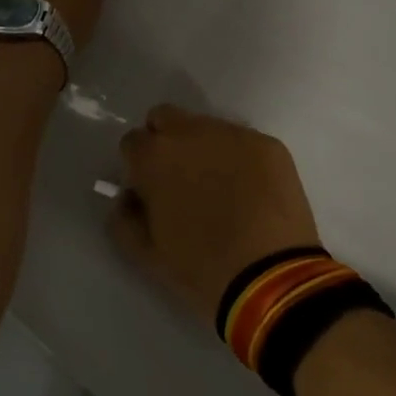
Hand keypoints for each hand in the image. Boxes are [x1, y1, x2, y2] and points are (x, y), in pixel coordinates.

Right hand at [111, 106, 322, 325]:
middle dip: (165, 141)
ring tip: (220, 187)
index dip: (138, 165)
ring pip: (207, 127)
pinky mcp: (268, 144)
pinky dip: (239, 159)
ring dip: (204, 148)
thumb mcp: (146, 253)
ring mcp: (233, 134)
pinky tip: (250, 191)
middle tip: (179, 178)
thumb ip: (124, 218)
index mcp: (154, 157)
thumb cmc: (201, 268)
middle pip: (165, 118)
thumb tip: (128, 198)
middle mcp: (190, 132)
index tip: (148, 189)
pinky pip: (243, 142)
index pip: (132, 141)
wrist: (272, 278)